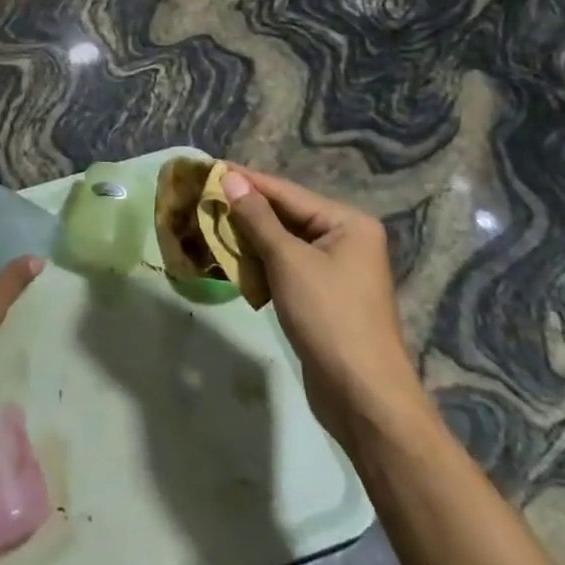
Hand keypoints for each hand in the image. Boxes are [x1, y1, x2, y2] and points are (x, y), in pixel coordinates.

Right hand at [222, 166, 416, 423]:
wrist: (362, 397)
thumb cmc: (329, 317)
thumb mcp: (288, 261)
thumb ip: (257, 218)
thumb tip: (231, 179)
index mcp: (348, 222)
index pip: (287, 192)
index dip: (247, 180)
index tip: (209, 168)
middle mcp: (346, 239)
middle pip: (286, 215)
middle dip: (245, 210)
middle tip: (202, 196)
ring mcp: (336, 270)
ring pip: (283, 242)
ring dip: (248, 237)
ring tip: (208, 223)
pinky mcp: (323, 296)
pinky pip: (286, 267)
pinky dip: (260, 263)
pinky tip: (230, 259)